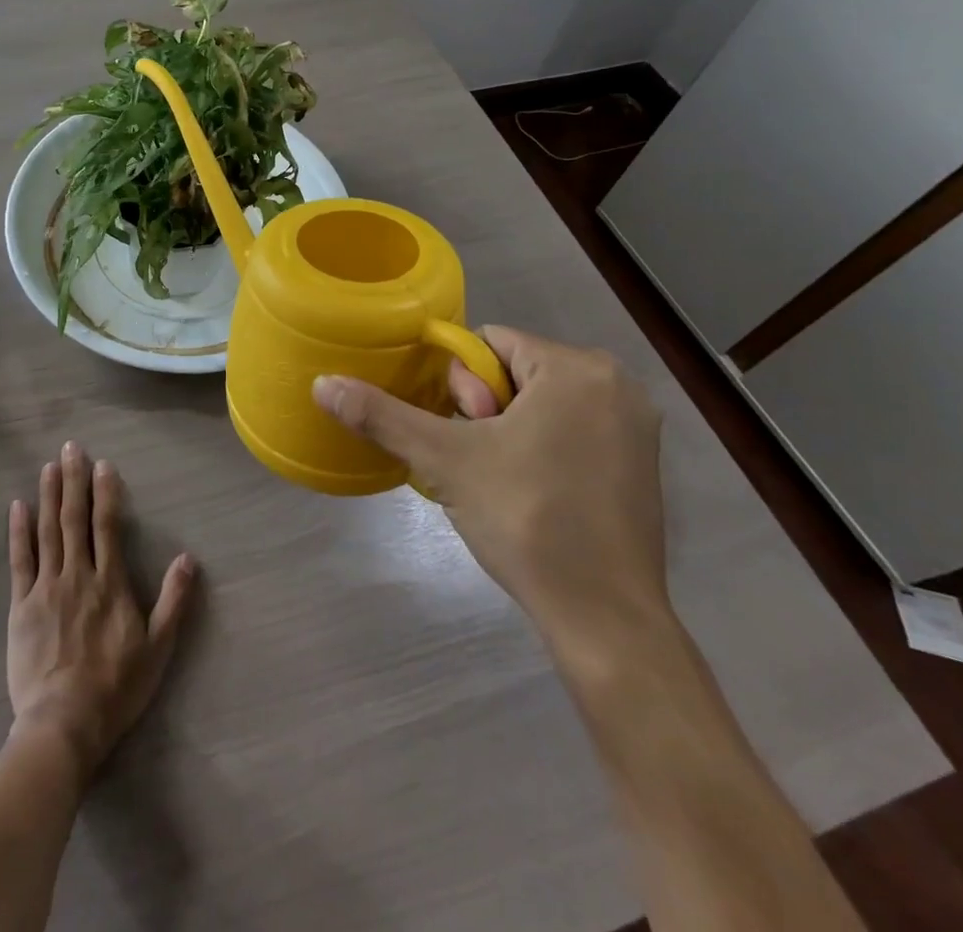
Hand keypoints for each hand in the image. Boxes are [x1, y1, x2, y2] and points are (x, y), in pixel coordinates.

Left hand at [6, 442, 195, 776]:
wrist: (64, 725)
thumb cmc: (115, 688)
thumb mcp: (158, 648)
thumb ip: (173, 600)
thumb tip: (189, 558)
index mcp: (110, 583)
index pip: (107, 525)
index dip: (105, 492)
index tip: (103, 464)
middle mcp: (77, 575)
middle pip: (74, 518)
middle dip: (73, 480)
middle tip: (71, 448)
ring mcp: (46, 588)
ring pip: (47, 531)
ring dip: (48, 496)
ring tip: (48, 466)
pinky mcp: (21, 606)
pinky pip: (20, 560)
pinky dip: (19, 531)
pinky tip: (17, 507)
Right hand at [314, 327, 668, 662]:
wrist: (604, 618)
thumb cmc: (527, 520)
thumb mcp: (444, 460)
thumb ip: (382, 415)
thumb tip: (321, 384)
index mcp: (577, 368)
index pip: (488, 343)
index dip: (460, 385)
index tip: (465, 434)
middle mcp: (616, 384)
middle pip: (515, 371)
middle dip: (484, 410)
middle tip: (483, 463)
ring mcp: (635, 425)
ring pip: (540, 402)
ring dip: (508, 431)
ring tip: (502, 482)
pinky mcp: (641, 463)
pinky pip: (570, 430)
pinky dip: (541, 449)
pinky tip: (532, 494)